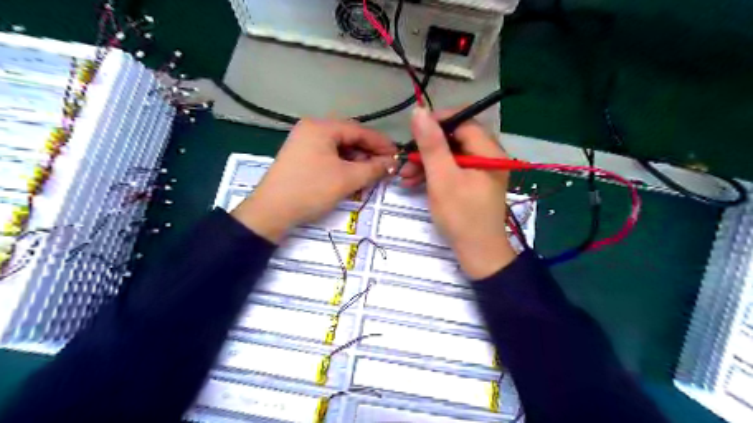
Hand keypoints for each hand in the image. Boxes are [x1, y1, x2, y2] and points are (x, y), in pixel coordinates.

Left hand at [232, 119, 395, 243]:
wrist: (271, 211)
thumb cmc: (311, 190)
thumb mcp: (347, 179)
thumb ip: (373, 168)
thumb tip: (393, 164)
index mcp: (321, 127)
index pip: (359, 130)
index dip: (381, 143)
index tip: (397, 156)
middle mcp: (312, 129)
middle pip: (349, 137)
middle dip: (369, 152)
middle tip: (386, 167)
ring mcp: (304, 142)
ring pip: (339, 148)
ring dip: (357, 160)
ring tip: (371, 173)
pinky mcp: (301, 156)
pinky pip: (329, 156)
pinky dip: (343, 165)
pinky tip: (353, 175)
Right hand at [400, 108, 517, 278]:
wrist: (478, 255)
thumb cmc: (461, 216)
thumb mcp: (442, 178)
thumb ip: (431, 144)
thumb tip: (419, 111)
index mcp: (488, 151)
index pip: (463, 121)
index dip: (437, 122)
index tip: (413, 130)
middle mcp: (488, 157)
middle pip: (455, 140)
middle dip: (427, 149)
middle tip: (405, 160)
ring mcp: (481, 172)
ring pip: (450, 157)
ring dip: (426, 163)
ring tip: (404, 176)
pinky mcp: (473, 185)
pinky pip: (452, 171)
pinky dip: (434, 175)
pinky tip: (414, 183)